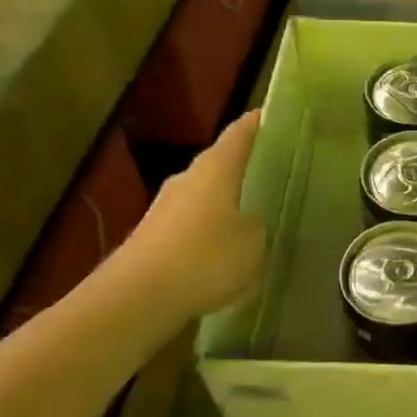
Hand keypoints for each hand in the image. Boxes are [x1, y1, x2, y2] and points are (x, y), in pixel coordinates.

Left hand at [116, 110, 266, 318]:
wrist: (137, 298)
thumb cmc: (205, 257)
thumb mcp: (254, 242)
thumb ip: (258, 225)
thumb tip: (250, 222)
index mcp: (216, 167)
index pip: (242, 132)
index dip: (261, 122)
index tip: (279, 117)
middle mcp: (188, 178)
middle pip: (221, 164)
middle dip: (246, 169)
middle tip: (277, 176)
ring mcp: (165, 208)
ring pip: (206, 197)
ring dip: (227, 205)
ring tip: (256, 221)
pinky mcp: (153, 238)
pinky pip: (192, 227)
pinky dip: (210, 235)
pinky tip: (225, 256)